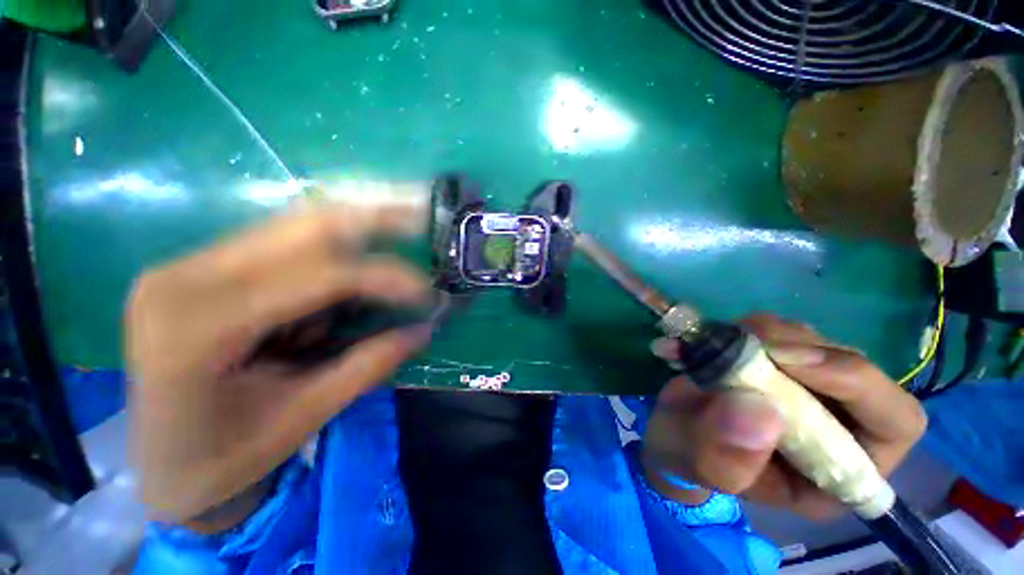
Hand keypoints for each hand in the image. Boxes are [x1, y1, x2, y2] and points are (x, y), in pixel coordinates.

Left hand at [127, 201, 432, 523]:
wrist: (160, 464)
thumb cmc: (222, 459)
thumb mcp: (302, 419)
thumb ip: (367, 366)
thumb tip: (424, 330)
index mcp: (198, 327)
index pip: (317, 275)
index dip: (384, 277)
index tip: (427, 293)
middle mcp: (185, 276)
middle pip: (302, 226)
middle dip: (375, 217)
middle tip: (423, 212)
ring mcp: (190, 265)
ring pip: (295, 224)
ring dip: (359, 222)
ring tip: (407, 215)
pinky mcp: (204, 267)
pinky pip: (285, 241)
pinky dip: (336, 243)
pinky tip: (365, 245)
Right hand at [642, 314, 926, 519]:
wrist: (674, 431)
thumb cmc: (692, 458)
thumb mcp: (701, 468)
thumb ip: (726, 456)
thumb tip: (760, 410)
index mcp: (840, 468)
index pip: (895, 422)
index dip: (857, 384)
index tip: (785, 360)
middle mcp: (839, 421)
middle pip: (855, 366)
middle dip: (800, 348)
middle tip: (743, 340)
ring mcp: (808, 384)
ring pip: (813, 340)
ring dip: (767, 333)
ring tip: (715, 343)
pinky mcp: (778, 360)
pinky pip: (776, 330)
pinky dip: (741, 328)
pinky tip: (710, 337)